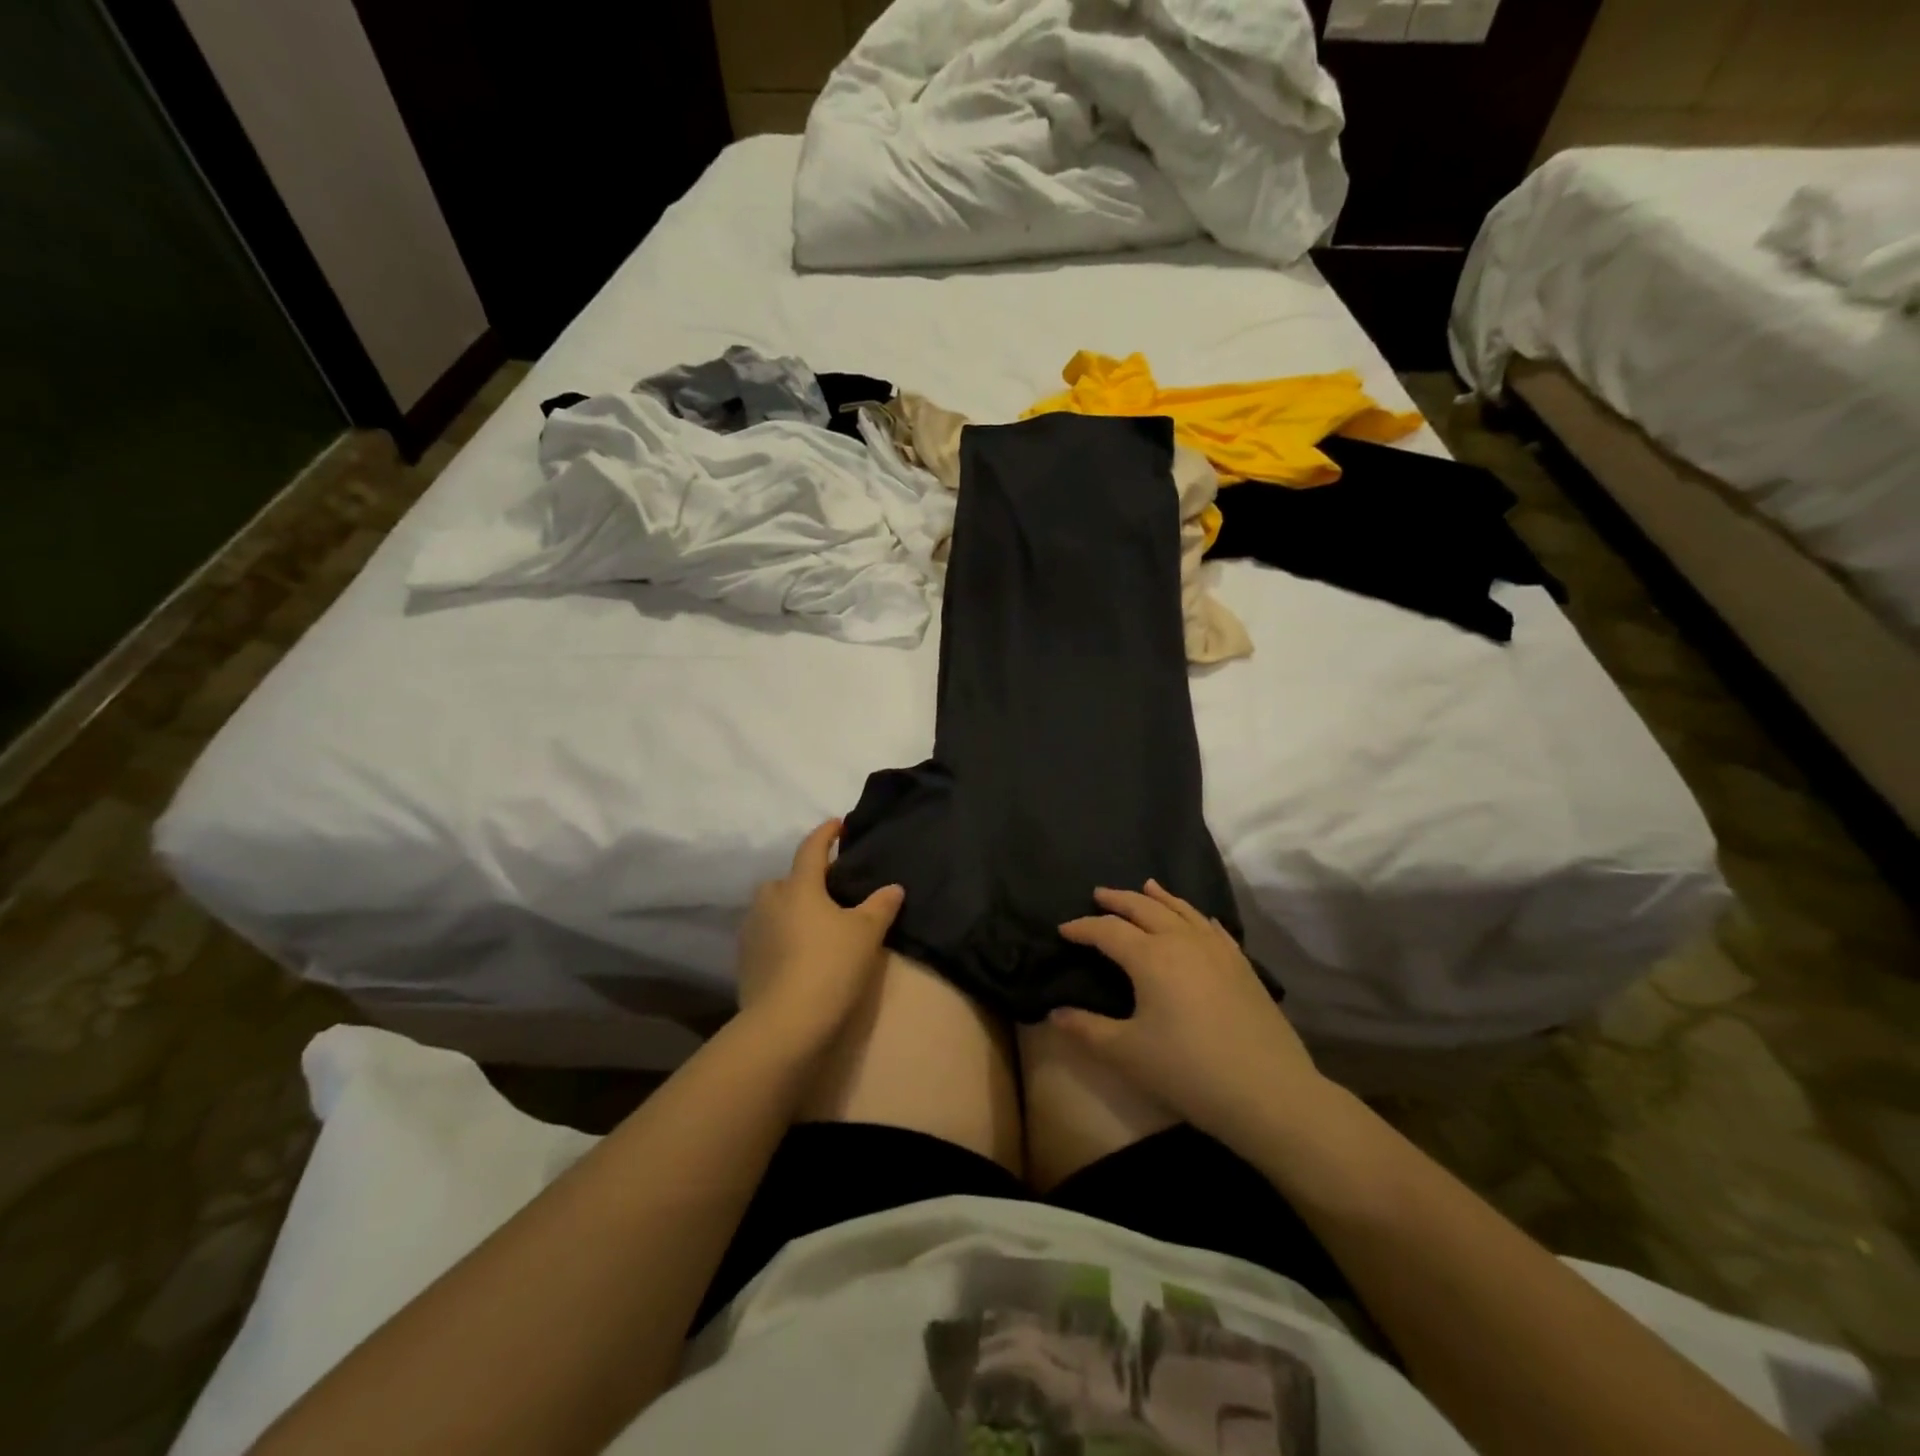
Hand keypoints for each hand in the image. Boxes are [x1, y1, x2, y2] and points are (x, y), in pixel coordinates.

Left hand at [737, 820, 903, 1049]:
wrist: (785, 1022)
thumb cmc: (830, 966)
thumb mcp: (867, 934)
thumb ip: (880, 906)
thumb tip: (893, 887)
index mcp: (799, 886)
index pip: (812, 849)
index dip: (827, 834)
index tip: (838, 824)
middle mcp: (770, 900)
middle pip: (787, 879)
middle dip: (806, 879)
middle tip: (830, 890)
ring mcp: (752, 930)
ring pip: (773, 907)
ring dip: (790, 908)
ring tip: (815, 923)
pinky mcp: (745, 960)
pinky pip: (766, 934)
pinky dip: (781, 935)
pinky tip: (798, 952)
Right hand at [1055, 881, 1323, 1144]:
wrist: (1269, 1092)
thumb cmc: (1188, 1071)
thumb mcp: (1127, 1053)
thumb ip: (1086, 1029)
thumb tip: (1054, 1013)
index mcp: (1150, 957)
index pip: (1107, 931)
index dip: (1082, 928)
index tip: (1063, 929)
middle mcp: (1182, 941)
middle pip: (1144, 908)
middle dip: (1118, 900)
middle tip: (1099, 894)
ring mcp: (1217, 950)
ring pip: (1182, 910)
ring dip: (1159, 897)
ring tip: (1145, 886)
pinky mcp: (1242, 966)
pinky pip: (1213, 928)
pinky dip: (1196, 915)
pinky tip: (1197, 918)